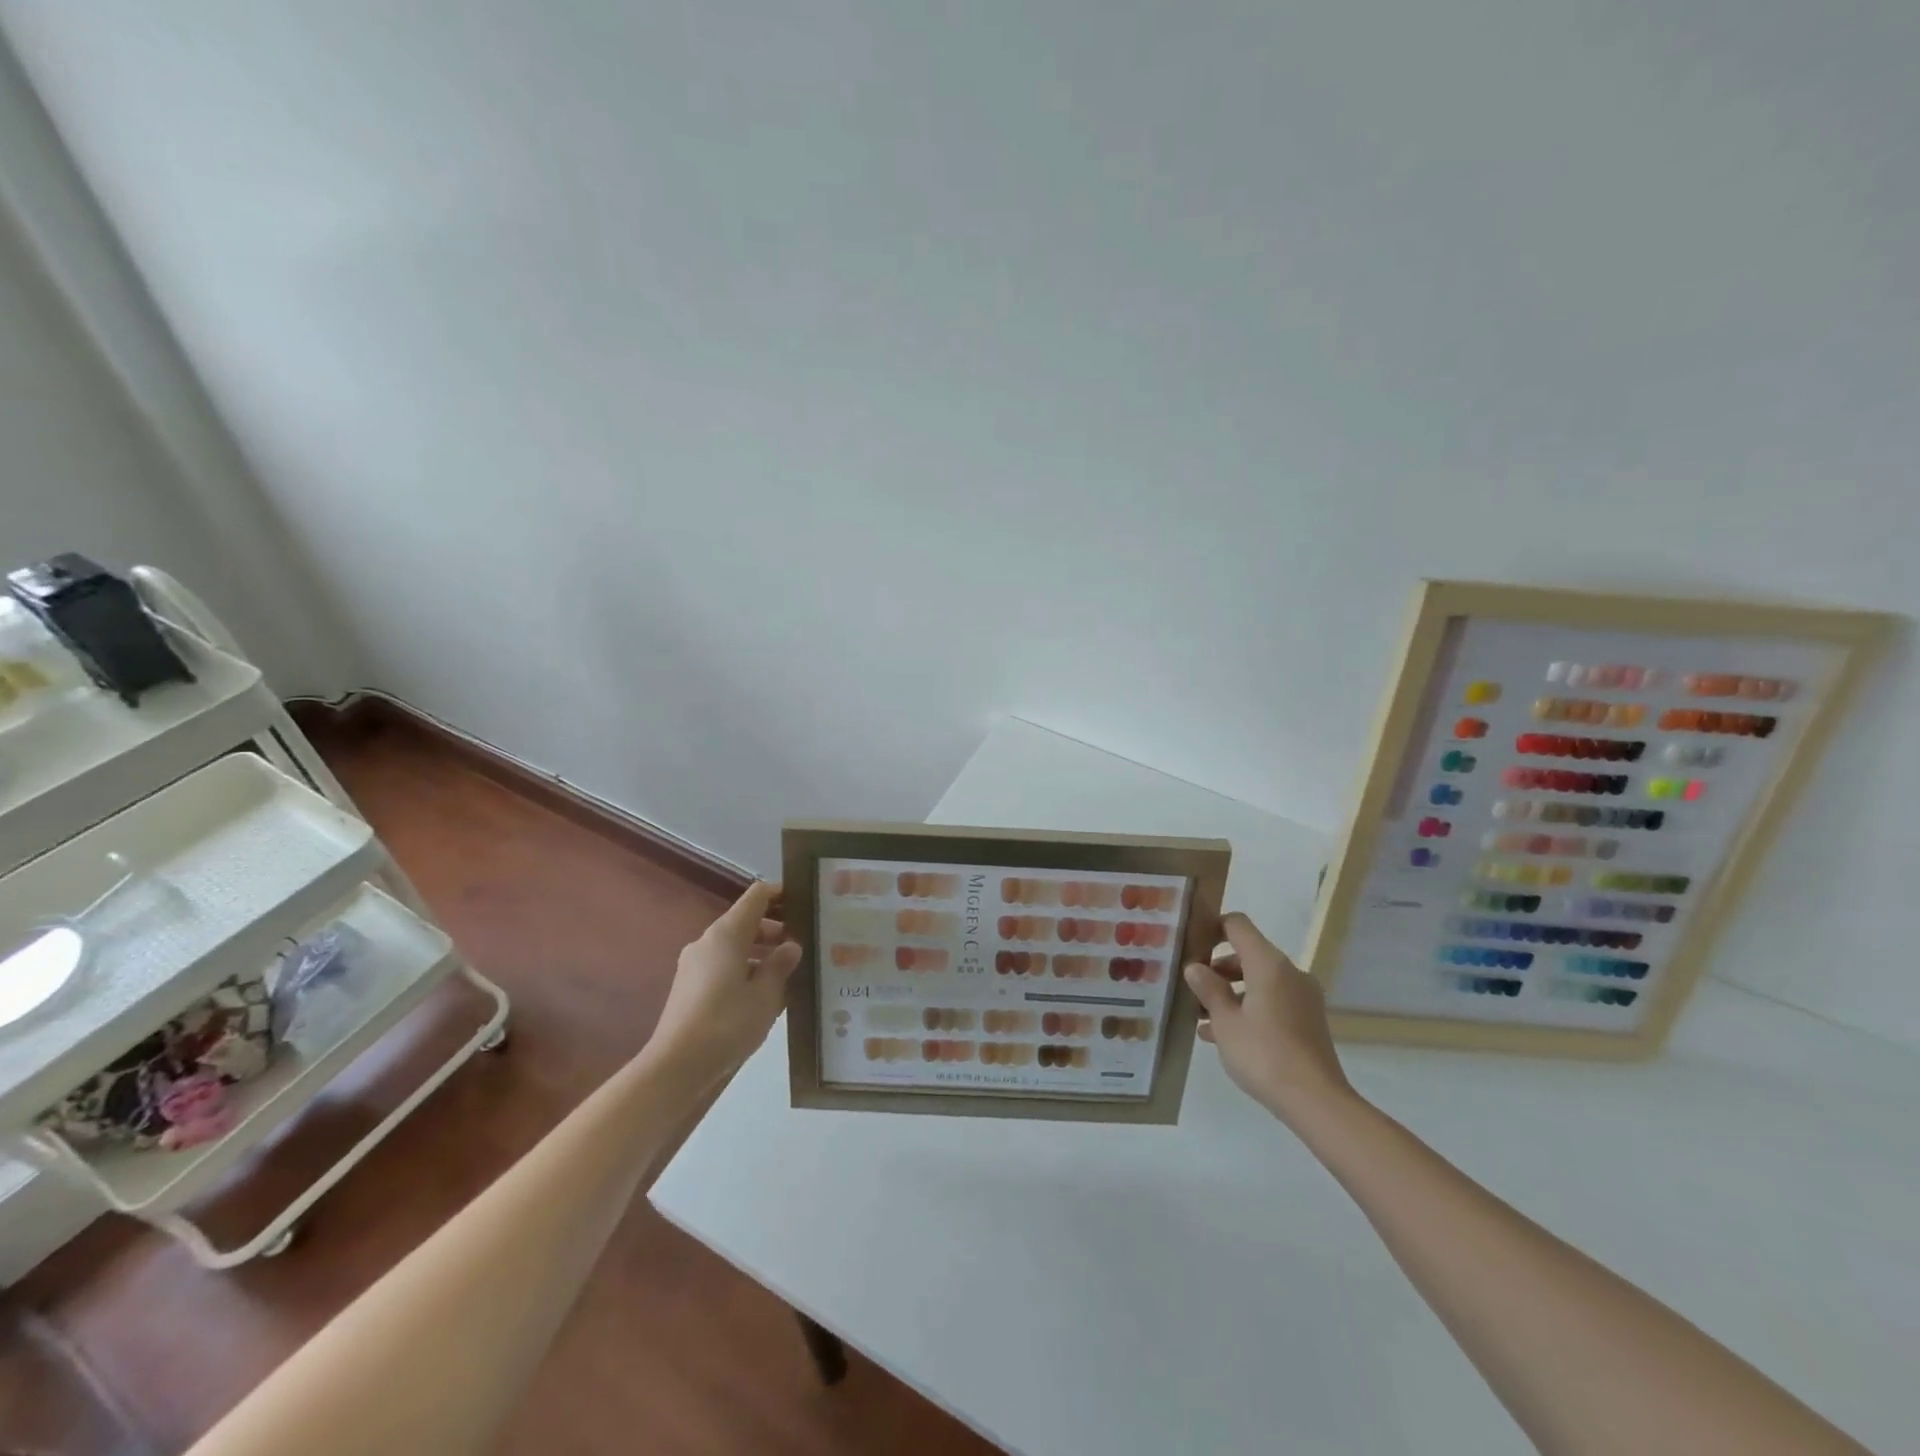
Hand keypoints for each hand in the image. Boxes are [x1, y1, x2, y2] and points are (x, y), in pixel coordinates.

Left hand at [650, 882, 800, 1083]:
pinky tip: (763, 996)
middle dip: (776, 930)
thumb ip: (781, 965)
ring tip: (789, 974)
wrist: (675, 1066)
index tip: (806, 904)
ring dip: (761, 953)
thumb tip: (791, 946)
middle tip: (805, 946)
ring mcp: (694, 964)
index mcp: (727, 934)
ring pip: (734, 946)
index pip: (757, 896)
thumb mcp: (766, 995)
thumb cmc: (727, 1023)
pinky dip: (745, 969)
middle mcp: (707, 941)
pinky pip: (723, 965)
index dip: (782, 894)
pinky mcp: (689, 987)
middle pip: (746, 921)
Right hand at [1185, 912, 1352, 1123]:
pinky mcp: (1307, 1020)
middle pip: (1247, 955)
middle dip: (1217, 969)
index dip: (1212, 928)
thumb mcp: (1225, 1021)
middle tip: (1192, 990)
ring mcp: (1302, 998)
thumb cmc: (1264, 1054)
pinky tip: (1223, 1036)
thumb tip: (1195, 968)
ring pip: (1258, 981)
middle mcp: (1289, 973)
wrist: (1316, 1101)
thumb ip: (1208, 989)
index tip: (1191, 946)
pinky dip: (1248, 1009)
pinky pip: (1271, 1002)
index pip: (1238, 926)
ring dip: (1230, 993)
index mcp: (1269, 964)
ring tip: (1202, 1018)